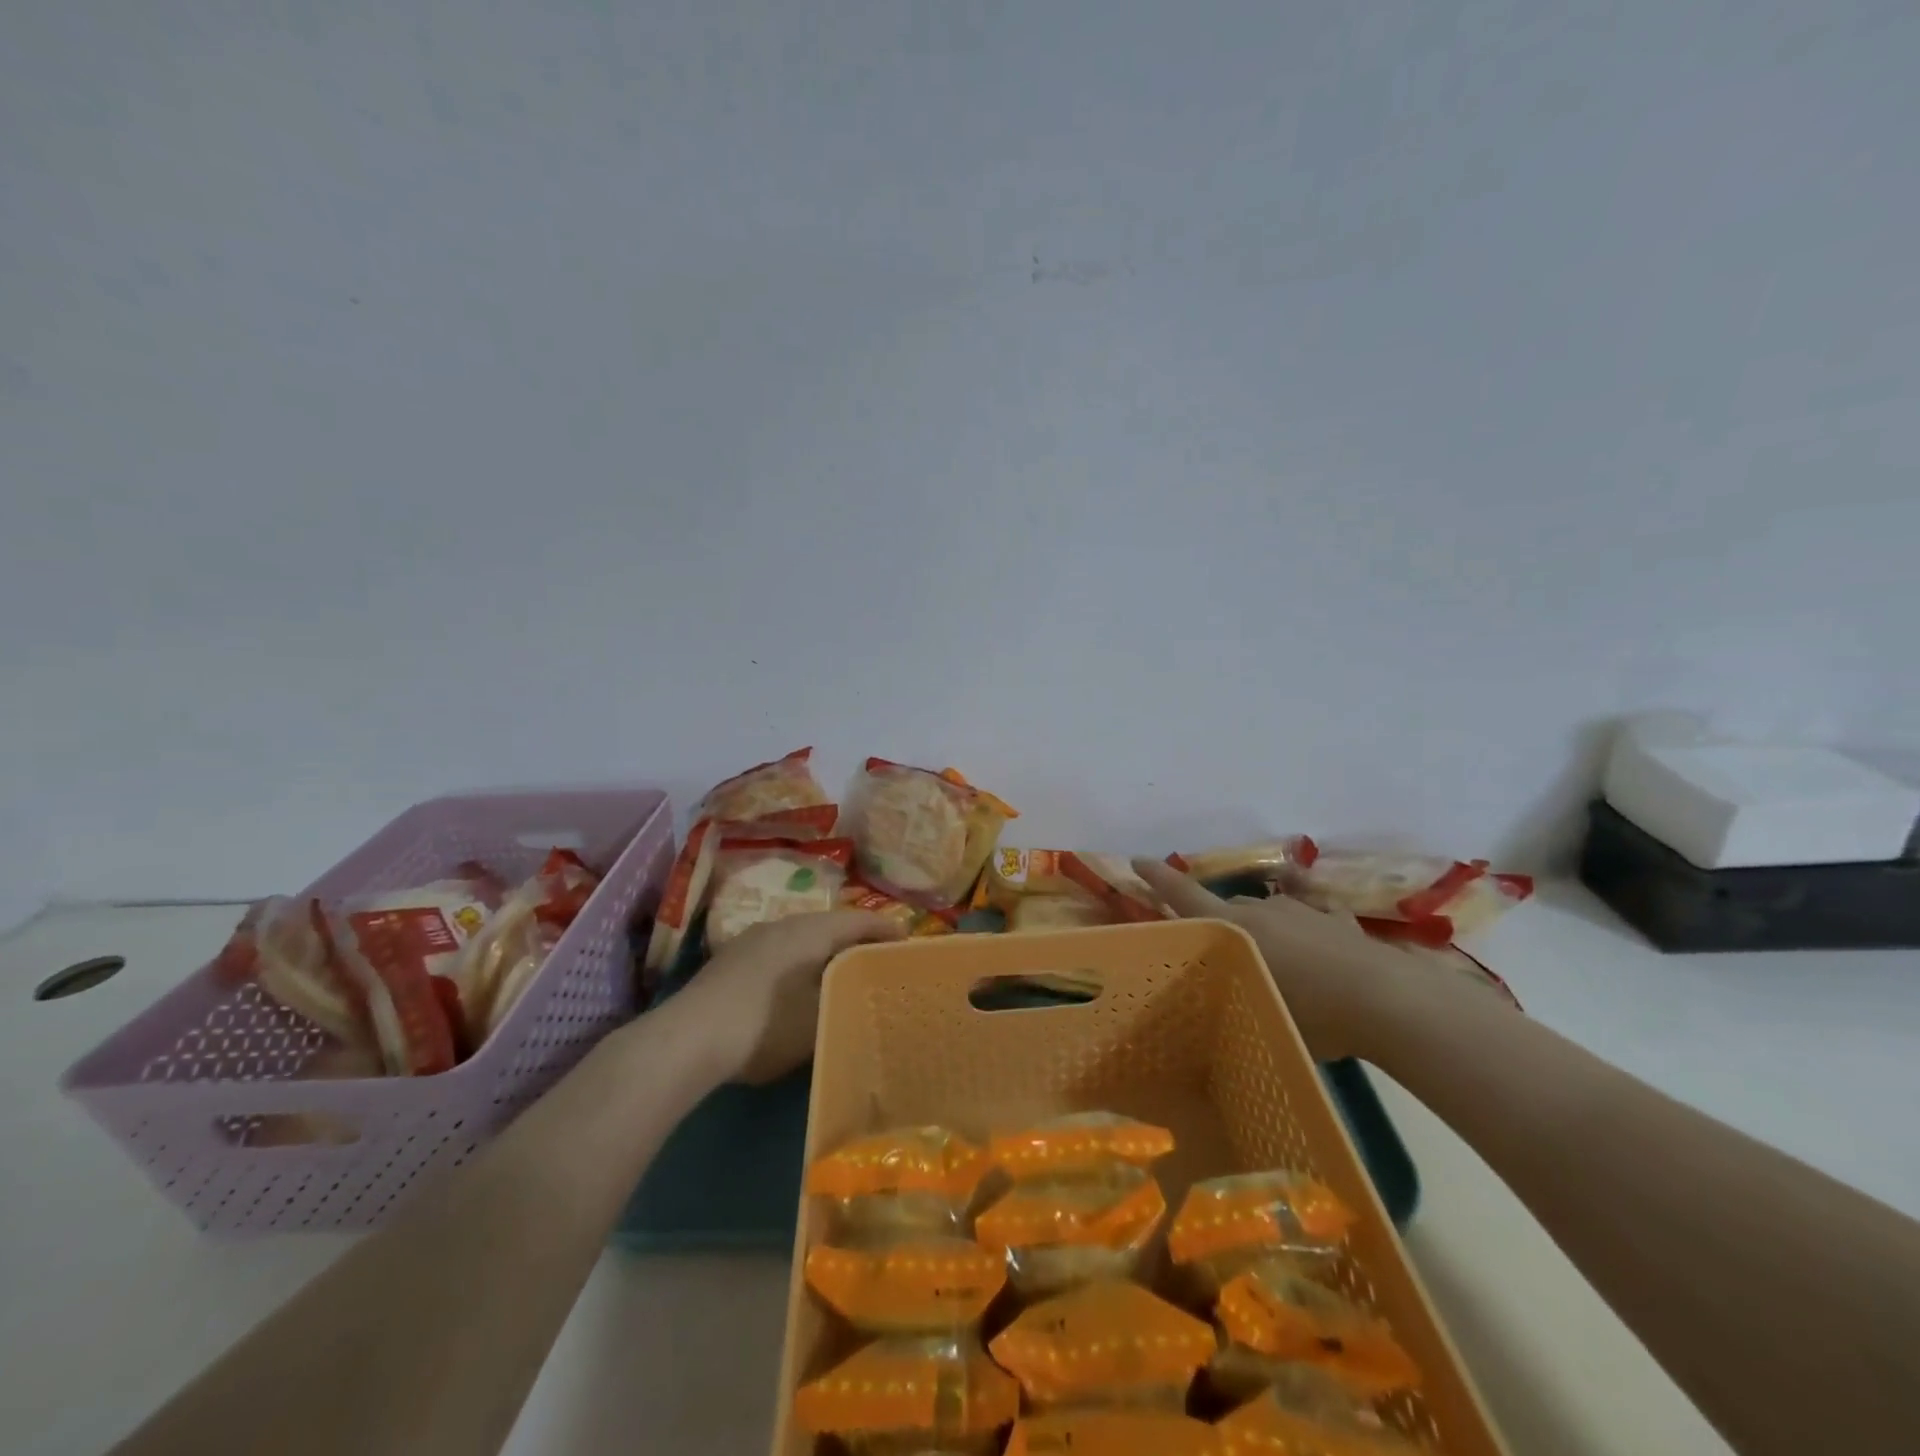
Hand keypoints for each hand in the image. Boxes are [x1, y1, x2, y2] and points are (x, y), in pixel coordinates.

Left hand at [666, 911, 906, 1084]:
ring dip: (825, 951)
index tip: (907, 940)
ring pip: (802, 938)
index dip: (885, 928)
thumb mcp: (817, 1020)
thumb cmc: (765, 1024)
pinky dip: (800, 962)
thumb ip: (845, 1002)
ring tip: (843, 974)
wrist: (687, 1039)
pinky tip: (799, 987)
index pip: (858, 919)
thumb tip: (859, 995)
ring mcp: (753, 939)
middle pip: (830, 925)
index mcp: (810, 931)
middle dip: (856, 940)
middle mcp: (783, 924)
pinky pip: (781, 951)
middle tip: (879, 959)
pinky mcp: (732, 960)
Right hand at [1131, 858, 1441, 1061]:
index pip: (1185, 896)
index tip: (1136, 860)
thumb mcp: (1260, 1012)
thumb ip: (1233, 995)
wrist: (1388, 1001)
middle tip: (1217, 947)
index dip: (1158, 878)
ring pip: (1268, 910)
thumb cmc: (1313, 1014)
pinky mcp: (1338, 922)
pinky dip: (1305, 924)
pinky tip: (1314, 942)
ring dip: (1262, 927)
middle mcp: (1263, 910)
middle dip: (1217, 919)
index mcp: (1235, 929)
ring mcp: (1303, 911)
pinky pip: (1311, 915)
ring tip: (1272, 959)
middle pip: (1227, 906)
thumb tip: (1212, 996)